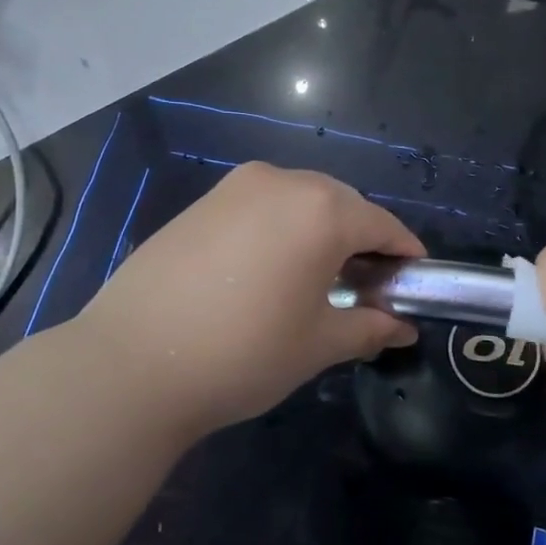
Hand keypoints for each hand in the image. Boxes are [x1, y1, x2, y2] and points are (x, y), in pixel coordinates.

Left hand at [52, 162, 424, 442]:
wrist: (132, 362)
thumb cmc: (244, 352)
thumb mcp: (318, 344)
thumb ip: (369, 327)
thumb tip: (402, 327)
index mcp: (322, 210)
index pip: (382, 224)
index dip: (404, 253)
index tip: (413, 280)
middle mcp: (283, 182)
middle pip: (342, 205)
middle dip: (362, 240)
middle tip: (365, 287)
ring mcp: (236, 187)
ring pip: (300, 201)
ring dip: (319, 231)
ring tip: (316, 278)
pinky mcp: (202, 201)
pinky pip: (261, 206)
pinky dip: (280, 229)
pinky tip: (269, 269)